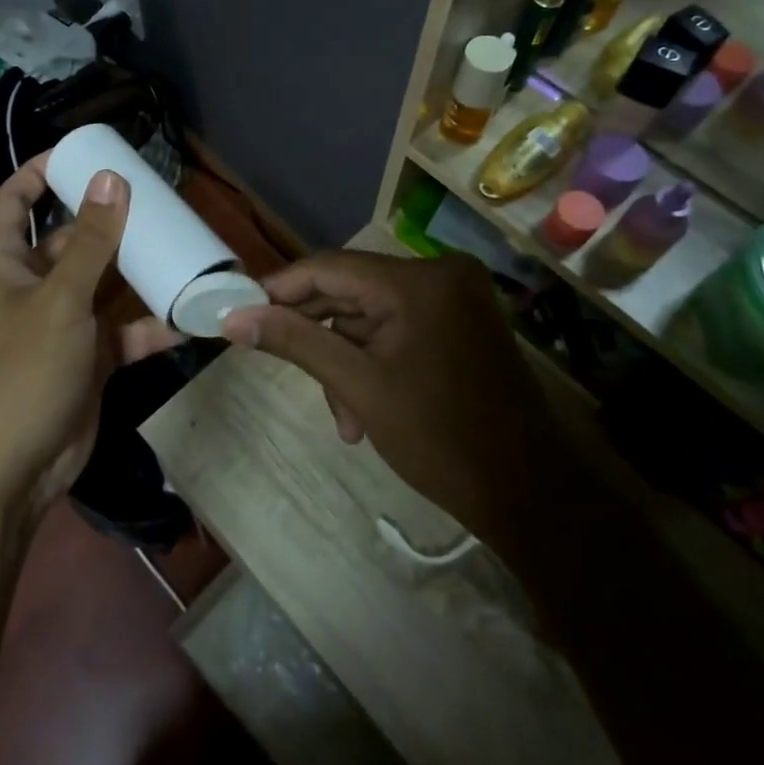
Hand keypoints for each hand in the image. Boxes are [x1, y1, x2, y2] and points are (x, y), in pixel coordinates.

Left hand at [0, 156, 178, 517]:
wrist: (11, 472)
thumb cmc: (22, 371)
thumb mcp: (60, 300)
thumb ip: (92, 242)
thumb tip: (111, 179)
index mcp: (5, 264)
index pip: (14, 202)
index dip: (39, 173)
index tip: (81, 152)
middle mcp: (32, 287)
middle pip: (72, 239)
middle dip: (110, 220)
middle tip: (156, 197)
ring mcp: (63, 325)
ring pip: (105, 284)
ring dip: (138, 270)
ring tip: (181, 244)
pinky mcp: (90, 359)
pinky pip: (124, 331)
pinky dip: (152, 325)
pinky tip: (190, 316)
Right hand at [219, 250, 557, 536]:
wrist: (531, 497)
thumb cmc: (442, 440)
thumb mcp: (359, 388)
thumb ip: (295, 343)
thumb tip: (233, 319)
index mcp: (419, 281)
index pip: (328, 267)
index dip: (279, 290)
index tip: (238, 313)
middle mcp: (439, 274)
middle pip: (349, 291)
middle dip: (316, 336)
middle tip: (276, 364)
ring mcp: (454, 298)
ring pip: (369, 315)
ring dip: (345, 361)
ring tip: (343, 419)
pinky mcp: (458, 321)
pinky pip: (395, 328)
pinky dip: (372, 362)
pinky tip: (363, 411)